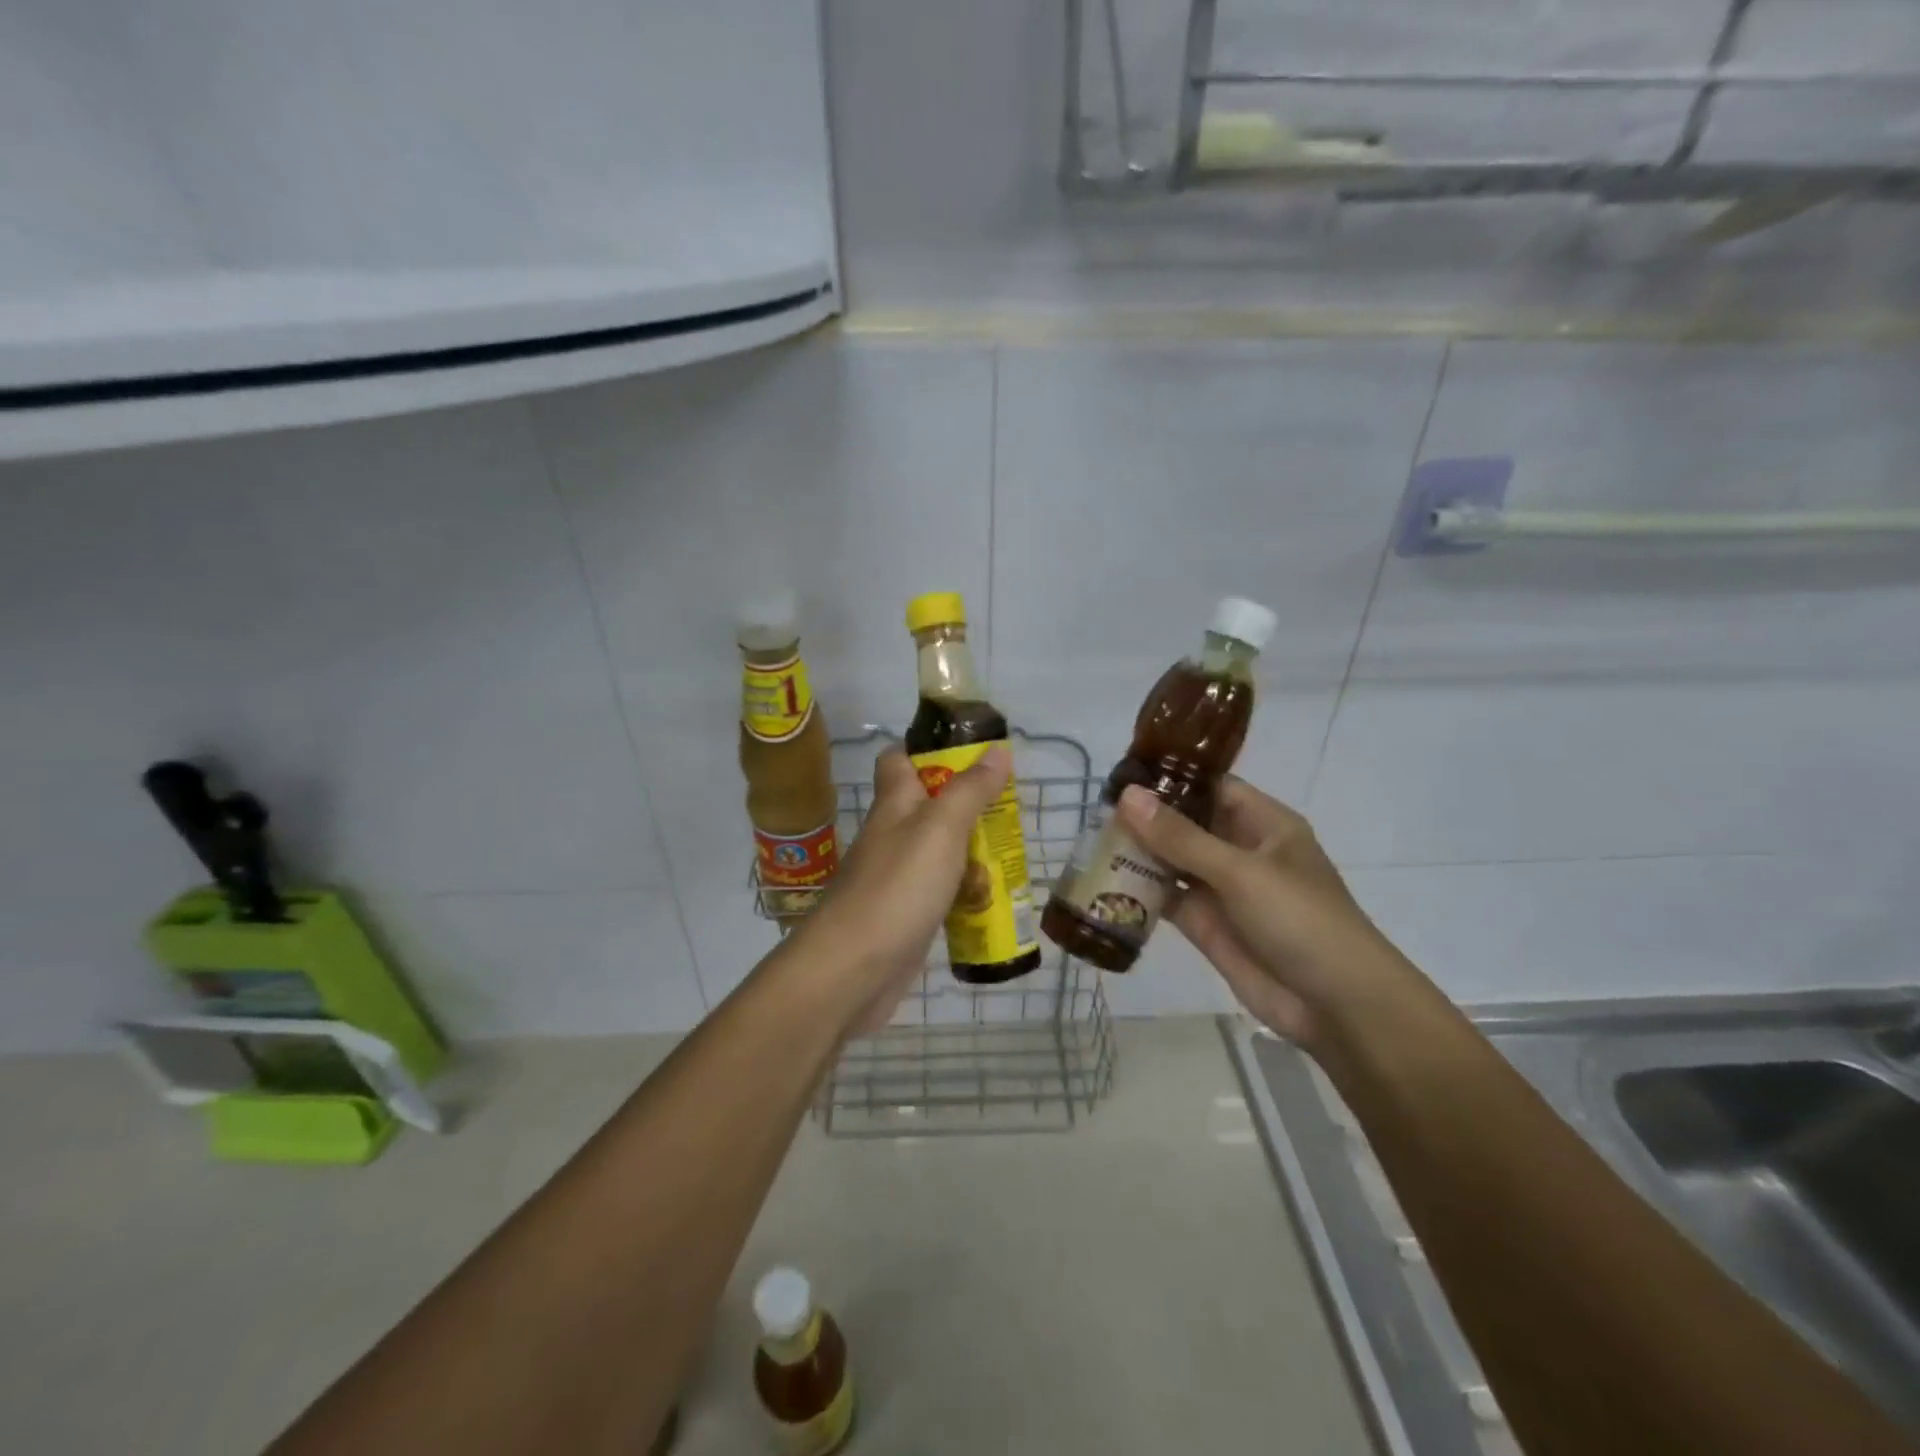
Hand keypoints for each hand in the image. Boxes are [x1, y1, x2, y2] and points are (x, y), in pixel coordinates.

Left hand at [792, 744, 1012, 1036]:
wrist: (851, 971)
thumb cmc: (897, 888)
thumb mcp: (941, 828)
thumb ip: (969, 790)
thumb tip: (997, 750)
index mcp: (894, 804)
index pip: (899, 759)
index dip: (929, 748)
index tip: (972, 750)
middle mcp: (891, 836)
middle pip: (928, 806)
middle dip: (967, 803)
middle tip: (1010, 806)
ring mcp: (896, 878)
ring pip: (938, 851)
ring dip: (970, 849)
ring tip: (1014, 850)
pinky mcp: (905, 916)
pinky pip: (940, 893)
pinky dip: (964, 893)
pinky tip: (993, 899)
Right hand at [1115, 778, 1412, 1046]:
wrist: (1335, 1006)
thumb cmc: (1299, 919)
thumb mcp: (1240, 871)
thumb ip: (1180, 836)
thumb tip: (1127, 795)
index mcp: (1263, 824)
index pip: (1211, 787)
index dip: (1171, 778)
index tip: (1123, 773)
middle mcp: (1240, 850)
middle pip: (1186, 823)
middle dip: (1146, 817)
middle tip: (1095, 809)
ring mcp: (1222, 889)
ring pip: (1172, 861)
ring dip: (1138, 853)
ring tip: (1091, 841)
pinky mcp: (1206, 924)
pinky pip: (1167, 898)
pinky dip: (1140, 891)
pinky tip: (1104, 882)